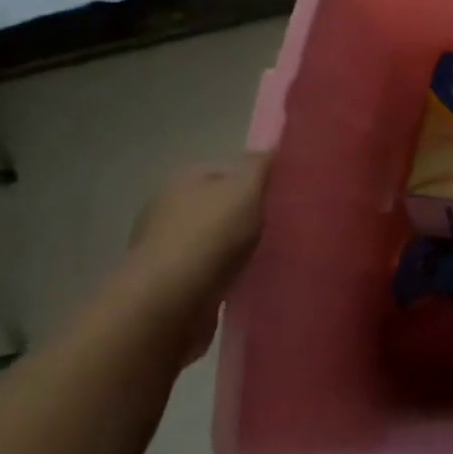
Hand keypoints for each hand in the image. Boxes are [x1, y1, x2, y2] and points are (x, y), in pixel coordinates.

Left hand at [123, 154, 271, 362]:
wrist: (168, 304)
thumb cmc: (210, 235)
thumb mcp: (247, 187)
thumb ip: (262, 165)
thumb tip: (273, 149)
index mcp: (184, 178)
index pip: (231, 168)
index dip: (259, 178)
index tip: (286, 194)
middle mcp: (169, 207)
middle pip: (222, 203)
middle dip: (249, 213)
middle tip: (283, 223)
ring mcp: (165, 247)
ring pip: (215, 238)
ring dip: (238, 246)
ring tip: (269, 253)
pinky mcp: (169, 283)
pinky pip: (209, 269)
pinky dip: (226, 273)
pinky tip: (247, 278)